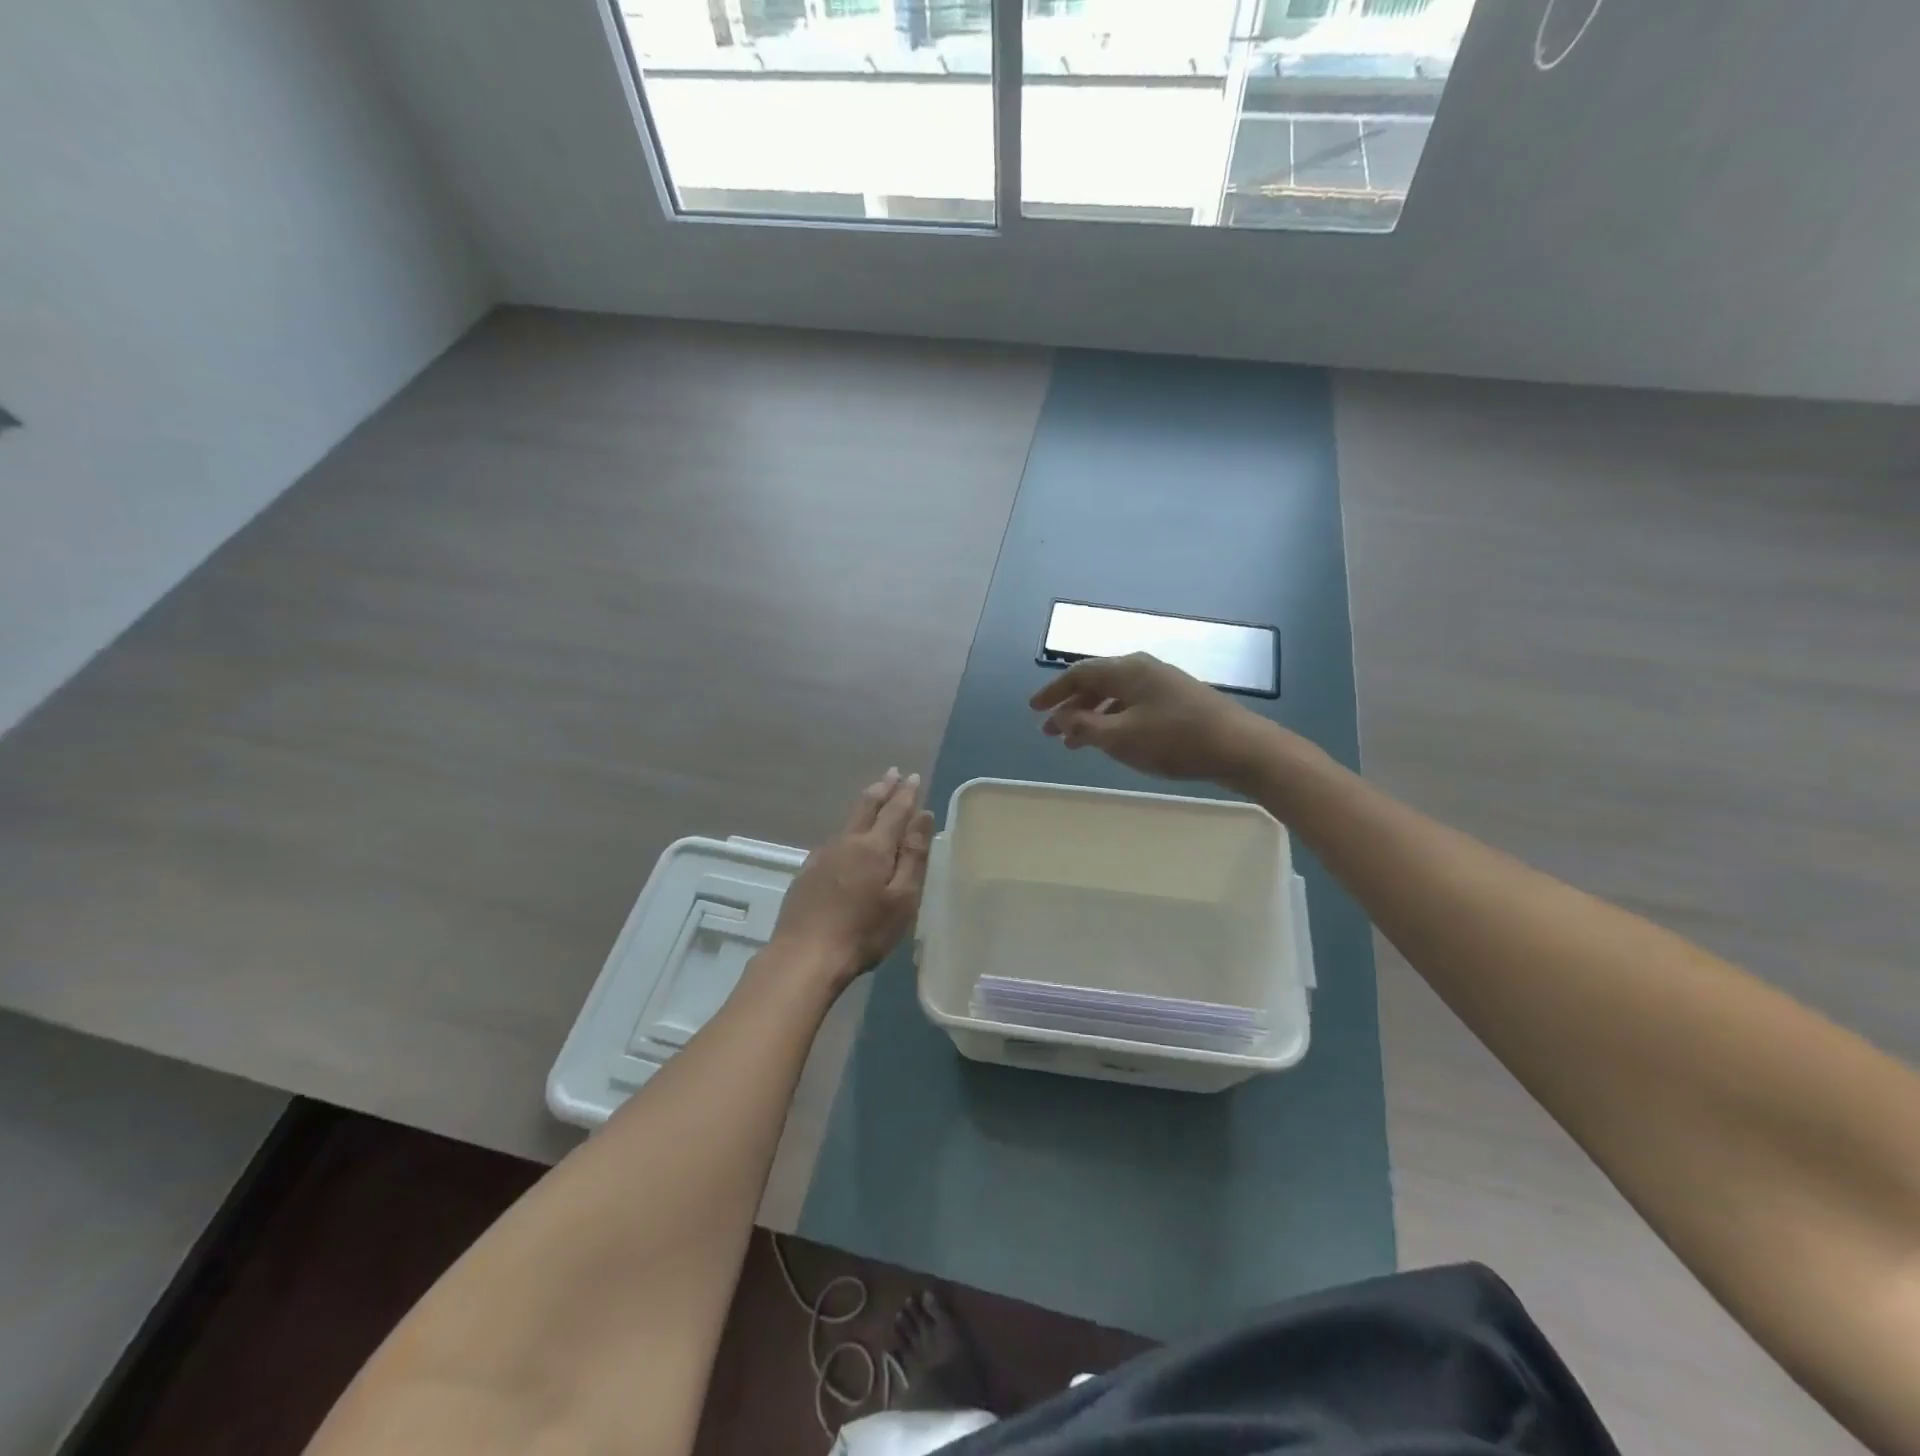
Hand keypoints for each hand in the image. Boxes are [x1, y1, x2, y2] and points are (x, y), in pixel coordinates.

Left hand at [768, 769, 934, 983]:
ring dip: (864, 806)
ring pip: (848, 823)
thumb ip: (913, 855)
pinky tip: (846, 840)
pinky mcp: (806, 873)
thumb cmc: (863, 932)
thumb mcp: (902, 898)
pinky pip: (833, 841)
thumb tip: (924, 815)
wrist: (804, 956)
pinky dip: (847, 831)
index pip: (895, 811)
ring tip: (874, 798)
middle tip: (892, 773)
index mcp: (874, 847)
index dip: (906, 793)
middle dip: (882, 788)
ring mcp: (822, 856)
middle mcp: (846, 843)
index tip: (913, 776)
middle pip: (866, 807)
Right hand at [1030, 653, 1269, 783]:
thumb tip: (1061, 717)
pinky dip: (1113, 721)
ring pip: (1115, 697)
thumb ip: (1086, 726)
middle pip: (1096, 683)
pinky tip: (1112, 741)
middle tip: (1051, 731)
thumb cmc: (1175, 740)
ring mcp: (1163, 685)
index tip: (1033, 710)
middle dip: (1070, 707)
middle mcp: (1143, 670)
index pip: (1079, 673)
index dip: (1053, 691)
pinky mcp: (1178, 702)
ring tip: (1075, 743)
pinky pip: (1133, 706)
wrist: (1240, 747)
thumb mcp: (1121, 737)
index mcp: (1127, 670)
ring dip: (1091, 717)